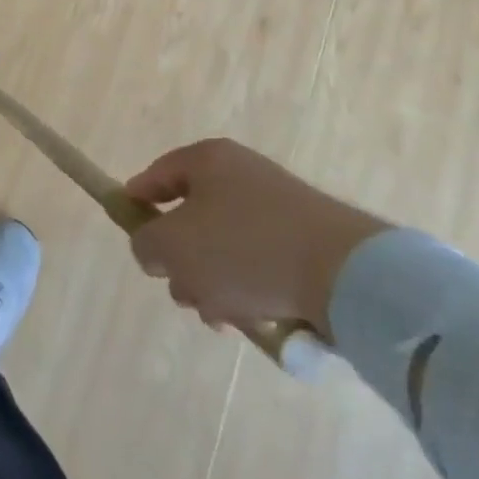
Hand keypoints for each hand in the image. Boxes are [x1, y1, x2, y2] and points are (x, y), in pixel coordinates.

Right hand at [124, 138, 387, 338]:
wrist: (347, 275)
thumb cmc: (244, 248)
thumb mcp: (173, 246)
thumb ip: (145, 244)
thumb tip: (153, 249)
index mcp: (208, 160)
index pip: (157, 175)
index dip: (136, 203)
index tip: (131, 234)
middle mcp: (242, 175)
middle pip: (191, 218)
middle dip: (181, 261)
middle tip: (184, 291)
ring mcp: (278, 208)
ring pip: (223, 248)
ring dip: (212, 283)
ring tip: (223, 316)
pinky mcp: (306, 243)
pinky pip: (259, 264)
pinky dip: (248, 290)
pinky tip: (253, 318)